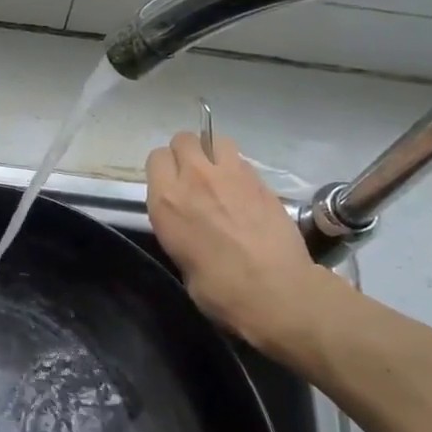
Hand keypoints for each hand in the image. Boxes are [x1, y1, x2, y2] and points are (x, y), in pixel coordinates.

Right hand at [146, 131, 344, 362]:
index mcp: (167, 201)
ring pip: (215, 139)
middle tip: (193, 176)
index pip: (156, 158)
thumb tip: (188, 222)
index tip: (170, 184)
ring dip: (212, 152)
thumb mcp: (180, 258)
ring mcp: (230, 174)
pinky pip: (241, 159)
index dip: (163, 169)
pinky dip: (238, 168)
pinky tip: (244, 191)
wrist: (274, 291)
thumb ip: (178, 226)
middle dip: (186, 153)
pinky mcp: (260, 179)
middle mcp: (194, 178)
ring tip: (219, 175)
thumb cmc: (219, 289)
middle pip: (183, 139)